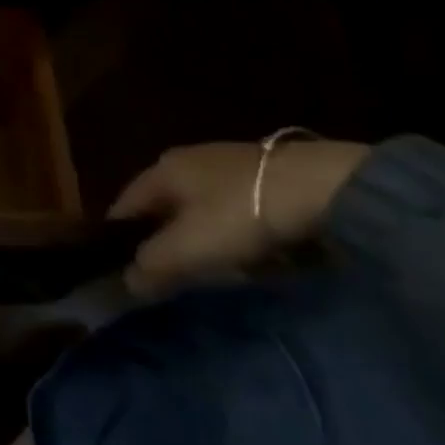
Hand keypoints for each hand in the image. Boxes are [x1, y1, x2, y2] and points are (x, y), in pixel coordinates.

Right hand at [107, 139, 368, 296]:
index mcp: (160, 170)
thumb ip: (153, 264)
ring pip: (198, 208)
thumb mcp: (191, 246)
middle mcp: (185, 160)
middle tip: (171, 275)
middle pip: (163, 206)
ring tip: (213, 270)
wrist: (324, 187)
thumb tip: (125, 283)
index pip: (125, 206)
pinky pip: (232, 209)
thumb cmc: (241, 213)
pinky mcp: (262, 176)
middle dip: (164, 239)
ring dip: (200, 237)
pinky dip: (232, 231)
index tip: (123, 269)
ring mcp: (225, 164)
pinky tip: (250, 252)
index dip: (119, 237)